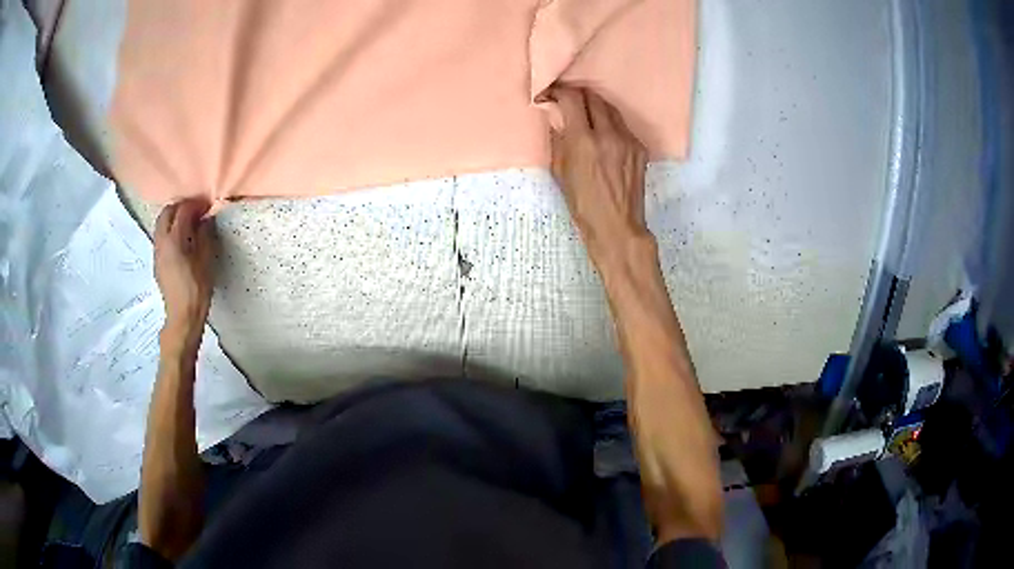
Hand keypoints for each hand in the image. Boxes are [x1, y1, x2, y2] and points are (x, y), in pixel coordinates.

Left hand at [154, 199, 214, 351]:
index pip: (183, 211)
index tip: (208, 206)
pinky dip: (170, 230)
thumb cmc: (196, 290)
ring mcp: (157, 252)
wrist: (182, 317)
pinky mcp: (157, 261)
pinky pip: (161, 236)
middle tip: (197, 211)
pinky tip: (182, 240)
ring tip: (189, 224)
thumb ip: (205, 236)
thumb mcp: (206, 261)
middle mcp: (162, 242)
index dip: (196, 205)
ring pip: (162, 223)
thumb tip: (206, 220)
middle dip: (182, 207)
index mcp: (174, 240)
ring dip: (174, 218)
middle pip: (167, 212)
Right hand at [548, 86, 650, 270]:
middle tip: (568, 101)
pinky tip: (604, 135)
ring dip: (596, 106)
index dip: (559, 92)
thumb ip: (558, 139)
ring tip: (586, 114)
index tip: (551, 94)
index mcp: (583, 141)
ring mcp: (628, 140)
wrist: (617, 225)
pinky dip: (610, 124)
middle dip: (578, 95)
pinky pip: (622, 126)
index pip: (572, 99)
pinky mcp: (640, 148)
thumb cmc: (582, 204)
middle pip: (593, 97)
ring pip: (611, 109)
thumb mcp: (560, 171)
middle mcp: (608, 134)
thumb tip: (556, 117)